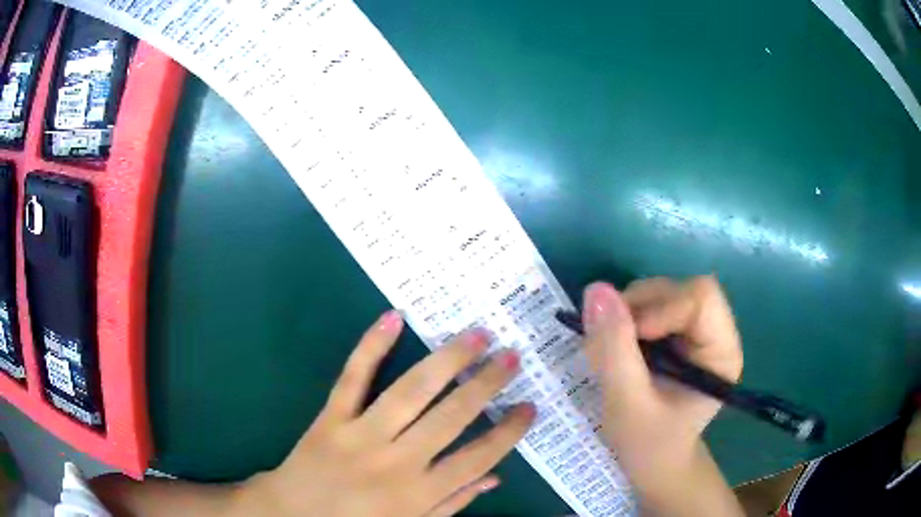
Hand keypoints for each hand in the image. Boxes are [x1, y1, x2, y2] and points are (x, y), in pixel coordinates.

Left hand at [240, 311, 534, 516]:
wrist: (293, 514)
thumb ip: (453, 503)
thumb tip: (495, 477)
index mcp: (418, 493)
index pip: (477, 457)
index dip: (508, 431)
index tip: (530, 406)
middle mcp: (395, 461)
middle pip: (451, 417)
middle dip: (486, 384)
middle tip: (512, 356)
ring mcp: (360, 435)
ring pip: (411, 391)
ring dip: (447, 360)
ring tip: (477, 335)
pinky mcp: (331, 416)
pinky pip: (353, 377)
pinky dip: (372, 345)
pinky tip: (394, 317)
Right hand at [582, 276, 743, 515]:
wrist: (653, 462)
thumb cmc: (648, 444)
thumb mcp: (627, 404)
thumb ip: (614, 350)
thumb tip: (597, 289)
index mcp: (721, 352)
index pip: (701, 298)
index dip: (662, 308)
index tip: (628, 340)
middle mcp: (715, 332)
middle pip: (679, 289)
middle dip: (639, 308)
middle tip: (610, 342)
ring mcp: (695, 331)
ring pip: (661, 292)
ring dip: (628, 312)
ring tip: (611, 349)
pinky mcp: (676, 332)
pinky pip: (650, 304)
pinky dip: (626, 318)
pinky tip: (617, 346)